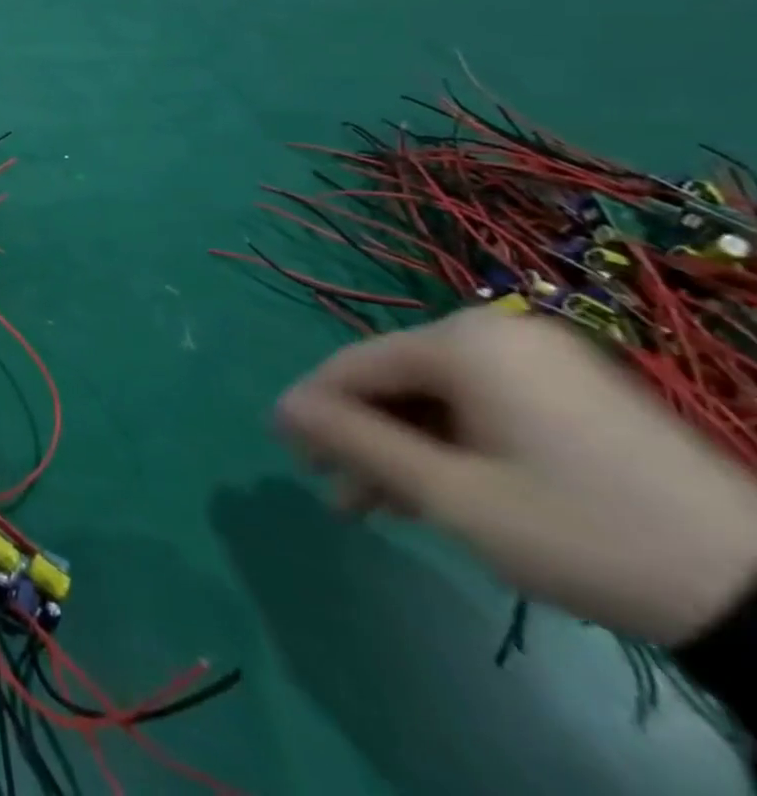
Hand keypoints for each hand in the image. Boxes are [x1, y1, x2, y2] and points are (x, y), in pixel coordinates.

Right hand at [276, 307, 756, 645]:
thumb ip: (354, 441)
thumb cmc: (583, 533)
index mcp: (463, 342)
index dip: (314, 410)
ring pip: (435, 397)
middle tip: (339, 496)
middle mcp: (494, 332)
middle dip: (363, 439)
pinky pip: (479, 404)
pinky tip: (437, 489)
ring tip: (381, 508)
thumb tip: (280, 408)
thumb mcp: (451, 494)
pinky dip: (449, 443)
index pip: (354, 365)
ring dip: (402, 448)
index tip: (290, 454)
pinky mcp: (571, 388)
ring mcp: (539, 358)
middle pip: (395, 381)